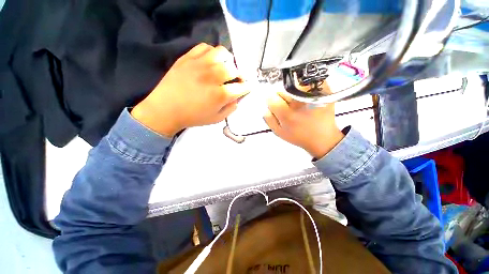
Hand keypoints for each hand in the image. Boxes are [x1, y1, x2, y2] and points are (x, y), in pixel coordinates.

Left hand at [131, 43, 248, 136]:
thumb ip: (230, 109)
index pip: (242, 87)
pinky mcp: (188, 58)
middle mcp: (213, 77)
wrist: (165, 109)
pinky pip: (205, 47)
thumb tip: (237, 99)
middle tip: (235, 80)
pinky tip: (210, 61)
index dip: (247, 87)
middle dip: (239, 75)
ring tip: (224, 67)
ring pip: (222, 53)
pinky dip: (212, 53)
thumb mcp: (216, 119)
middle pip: (234, 68)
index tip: (247, 87)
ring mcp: (200, 64)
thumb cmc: (193, 117)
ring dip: (227, 60)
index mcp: (220, 95)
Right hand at [263, 92, 343, 158]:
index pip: (272, 98)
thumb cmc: (299, 136)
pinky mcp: (324, 91)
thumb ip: (269, 118)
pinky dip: (305, 88)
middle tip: (289, 107)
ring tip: (299, 104)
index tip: (276, 105)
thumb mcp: (279, 132)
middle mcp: (299, 103)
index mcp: (287, 114)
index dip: (271, 101)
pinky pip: (308, 82)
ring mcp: (312, 95)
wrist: (323, 138)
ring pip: (294, 86)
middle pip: (282, 90)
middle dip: (282, 98)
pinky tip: (307, 99)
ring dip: (293, 93)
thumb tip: (266, 106)